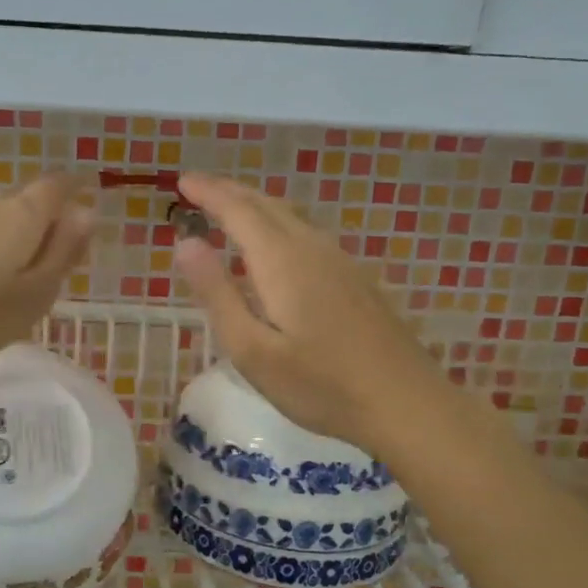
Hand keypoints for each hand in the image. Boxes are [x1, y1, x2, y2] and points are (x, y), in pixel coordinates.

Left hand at [0, 175, 94, 377]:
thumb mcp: (34, 295)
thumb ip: (64, 251)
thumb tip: (87, 211)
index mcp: (21, 213)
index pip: (57, 187)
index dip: (74, 198)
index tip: (80, 227)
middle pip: (24, 206)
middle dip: (39, 233)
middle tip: (41, 279)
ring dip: (5, 246)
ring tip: (2, 291)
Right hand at [173, 173, 435, 450]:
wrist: (406, 405)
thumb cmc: (320, 385)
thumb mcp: (251, 349)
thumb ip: (217, 293)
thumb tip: (185, 243)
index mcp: (282, 261)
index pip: (238, 210)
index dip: (208, 192)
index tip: (181, 181)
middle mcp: (312, 248)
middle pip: (266, 205)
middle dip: (229, 191)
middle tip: (197, 188)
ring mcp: (340, 262)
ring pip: (290, 216)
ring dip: (255, 205)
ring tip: (228, 207)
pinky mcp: (356, 279)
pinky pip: (306, 232)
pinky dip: (278, 223)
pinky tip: (276, 243)